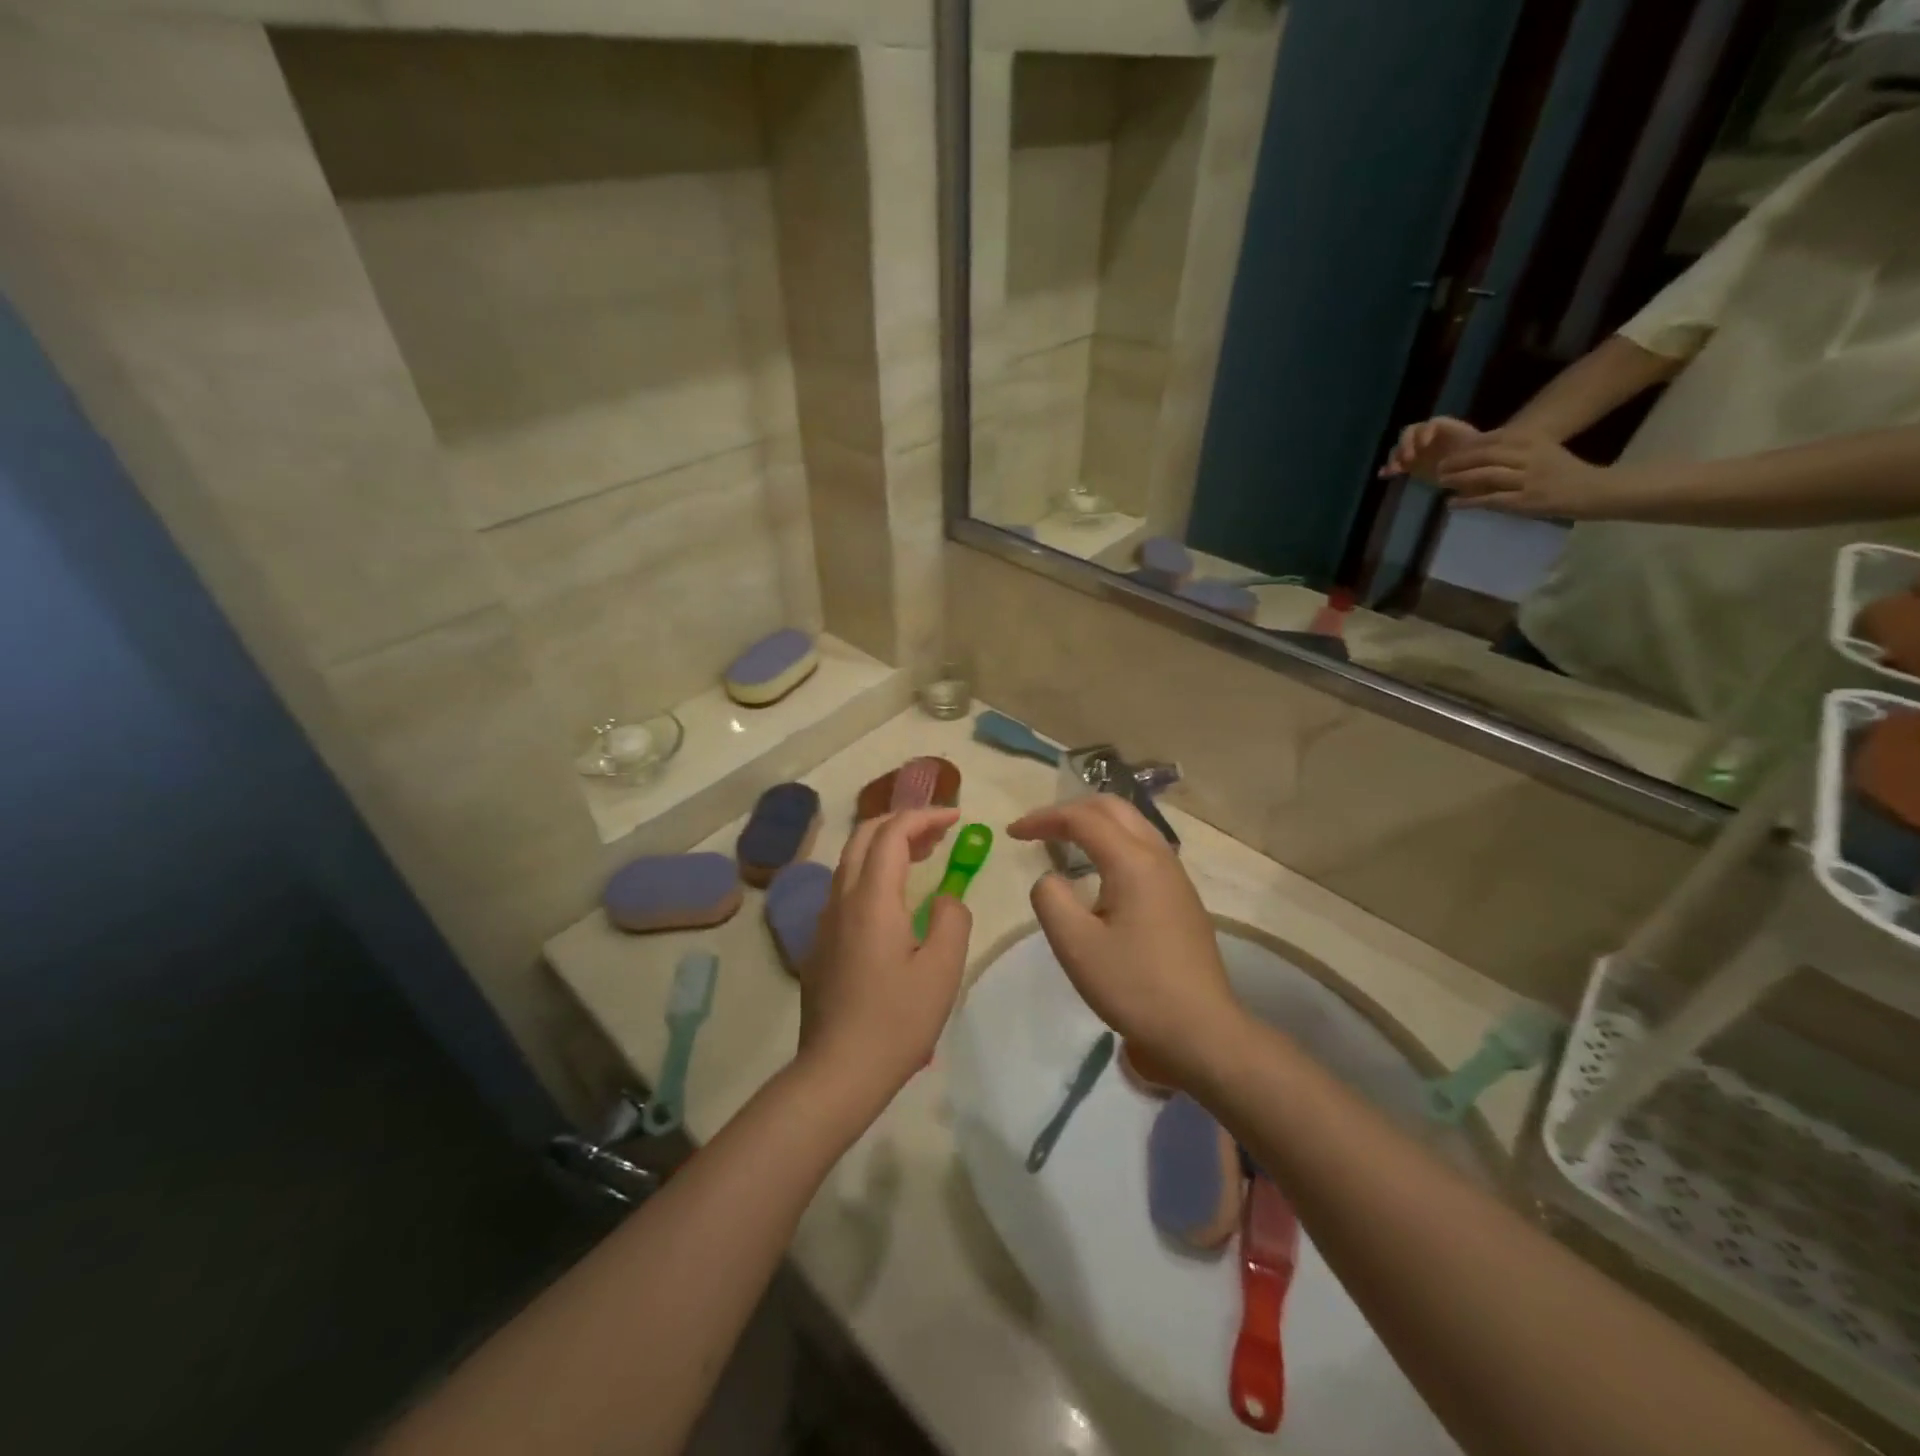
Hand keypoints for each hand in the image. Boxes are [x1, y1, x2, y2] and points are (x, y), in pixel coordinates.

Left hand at [798, 809, 972, 1104]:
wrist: (837, 1071)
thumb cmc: (896, 1021)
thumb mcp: (943, 970)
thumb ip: (953, 920)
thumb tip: (946, 899)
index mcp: (872, 899)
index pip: (893, 833)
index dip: (925, 816)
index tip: (957, 818)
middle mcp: (842, 899)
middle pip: (864, 836)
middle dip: (902, 822)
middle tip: (939, 832)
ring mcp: (825, 921)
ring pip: (851, 861)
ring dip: (885, 846)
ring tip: (923, 856)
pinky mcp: (820, 944)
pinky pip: (845, 889)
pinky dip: (873, 873)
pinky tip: (896, 901)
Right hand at [1006, 797, 1242, 1086]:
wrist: (1201, 1031)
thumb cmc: (1134, 986)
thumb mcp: (1075, 945)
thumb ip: (1050, 899)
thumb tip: (1050, 879)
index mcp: (1133, 861)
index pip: (1083, 819)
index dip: (1043, 819)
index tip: (1012, 834)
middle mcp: (1159, 857)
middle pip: (1113, 808)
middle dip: (1071, 810)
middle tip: (1038, 829)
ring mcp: (1176, 877)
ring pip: (1133, 826)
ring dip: (1095, 824)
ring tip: (1065, 841)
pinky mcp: (1182, 898)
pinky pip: (1144, 849)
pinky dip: (1113, 843)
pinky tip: (1100, 871)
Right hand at [1380, 416, 1482, 479]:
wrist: (1478, 475)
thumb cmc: (1481, 464)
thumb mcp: (1479, 454)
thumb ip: (1468, 454)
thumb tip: (1456, 457)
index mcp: (1447, 432)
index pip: (1430, 424)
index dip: (1424, 432)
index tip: (1424, 445)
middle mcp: (1430, 439)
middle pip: (1410, 434)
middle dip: (1405, 444)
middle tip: (1406, 460)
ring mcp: (1419, 452)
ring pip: (1400, 448)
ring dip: (1395, 457)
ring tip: (1393, 470)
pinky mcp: (1410, 466)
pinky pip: (1397, 464)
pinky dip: (1389, 468)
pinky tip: (1384, 475)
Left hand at [1438, 431, 1610, 517]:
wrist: (1593, 490)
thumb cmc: (1562, 472)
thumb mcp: (1541, 451)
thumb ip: (1513, 451)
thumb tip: (1477, 454)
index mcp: (1534, 441)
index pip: (1493, 440)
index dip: (1466, 448)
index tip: (1447, 454)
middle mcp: (1530, 457)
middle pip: (1486, 455)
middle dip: (1458, 461)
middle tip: (1438, 468)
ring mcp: (1528, 479)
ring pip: (1487, 475)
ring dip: (1459, 478)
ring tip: (1440, 482)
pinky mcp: (1526, 501)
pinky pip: (1491, 499)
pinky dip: (1469, 501)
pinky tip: (1452, 503)